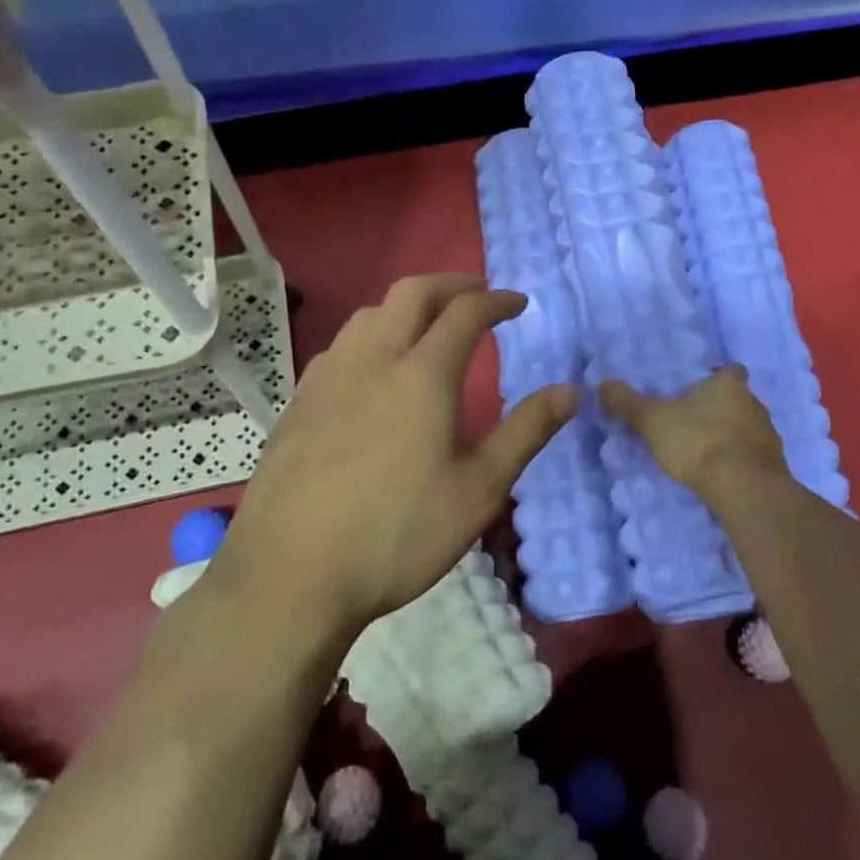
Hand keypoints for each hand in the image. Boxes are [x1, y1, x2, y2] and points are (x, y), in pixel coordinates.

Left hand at [210, 274, 576, 640]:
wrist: (289, 576)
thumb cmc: (396, 535)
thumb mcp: (478, 491)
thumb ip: (525, 434)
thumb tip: (569, 391)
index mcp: (422, 376)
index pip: (465, 313)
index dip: (496, 301)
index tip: (518, 303)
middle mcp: (372, 361)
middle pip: (411, 293)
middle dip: (450, 283)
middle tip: (476, 293)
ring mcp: (327, 379)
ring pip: (368, 314)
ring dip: (405, 306)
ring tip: (425, 326)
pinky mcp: (298, 403)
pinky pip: (339, 346)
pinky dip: (369, 336)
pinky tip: (371, 370)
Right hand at [599, 365, 787, 492]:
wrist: (743, 489)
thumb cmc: (699, 442)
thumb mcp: (654, 420)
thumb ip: (628, 403)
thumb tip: (603, 383)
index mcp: (730, 385)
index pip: (730, 370)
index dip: (717, 377)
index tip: (701, 388)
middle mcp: (755, 404)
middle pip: (740, 399)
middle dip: (722, 409)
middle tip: (695, 421)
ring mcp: (769, 436)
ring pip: (749, 429)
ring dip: (733, 436)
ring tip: (707, 451)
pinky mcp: (774, 467)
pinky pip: (754, 457)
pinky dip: (741, 462)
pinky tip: (723, 475)